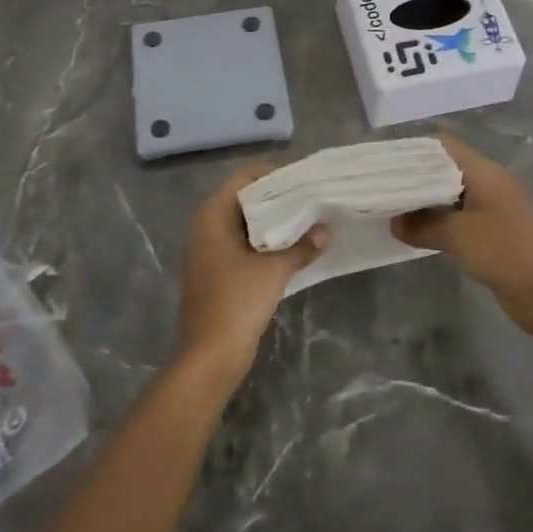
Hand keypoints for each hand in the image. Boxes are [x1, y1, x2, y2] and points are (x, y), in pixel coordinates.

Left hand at [173, 166, 326, 386]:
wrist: (209, 356)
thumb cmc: (237, 303)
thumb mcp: (274, 271)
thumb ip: (302, 247)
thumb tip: (326, 231)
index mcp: (213, 215)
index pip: (244, 178)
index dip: (274, 174)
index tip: (304, 179)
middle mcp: (207, 226)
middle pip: (245, 199)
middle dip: (278, 199)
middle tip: (312, 198)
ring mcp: (209, 250)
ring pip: (246, 223)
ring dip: (274, 223)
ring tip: (309, 220)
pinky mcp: (217, 271)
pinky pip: (244, 245)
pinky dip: (266, 243)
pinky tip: (294, 249)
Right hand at [391, 134, 532, 330]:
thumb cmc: (502, 251)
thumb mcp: (456, 236)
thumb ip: (422, 225)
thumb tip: (394, 222)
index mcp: (484, 172)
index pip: (444, 146)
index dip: (415, 150)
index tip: (387, 162)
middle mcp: (489, 183)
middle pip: (446, 168)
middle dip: (416, 177)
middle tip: (384, 186)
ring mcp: (493, 207)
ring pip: (452, 194)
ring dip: (427, 200)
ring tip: (394, 207)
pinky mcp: (494, 230)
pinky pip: (460, 216)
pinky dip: (440, 219)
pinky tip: (419, 230)